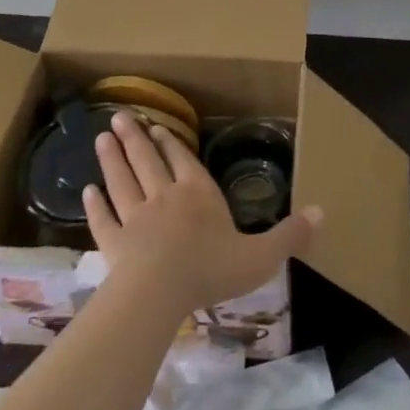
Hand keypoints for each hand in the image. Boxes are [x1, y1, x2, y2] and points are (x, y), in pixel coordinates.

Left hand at [83, 112, 320, 313]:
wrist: (158, 293)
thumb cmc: (211, 269)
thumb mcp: (261, 256)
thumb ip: (290, 235)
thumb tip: (323, 212)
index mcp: (199, 195)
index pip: (184, 162)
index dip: (171, 144)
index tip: (156, 126)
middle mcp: (165, 198)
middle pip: (147, 162)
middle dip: (135, 139)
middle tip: (118, 117)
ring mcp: (136, 219)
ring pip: (122, 182)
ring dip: (112, 160)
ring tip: (101, 139)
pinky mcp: (113, 243)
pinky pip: (103, 219)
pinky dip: (95, 205)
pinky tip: (86, 192)